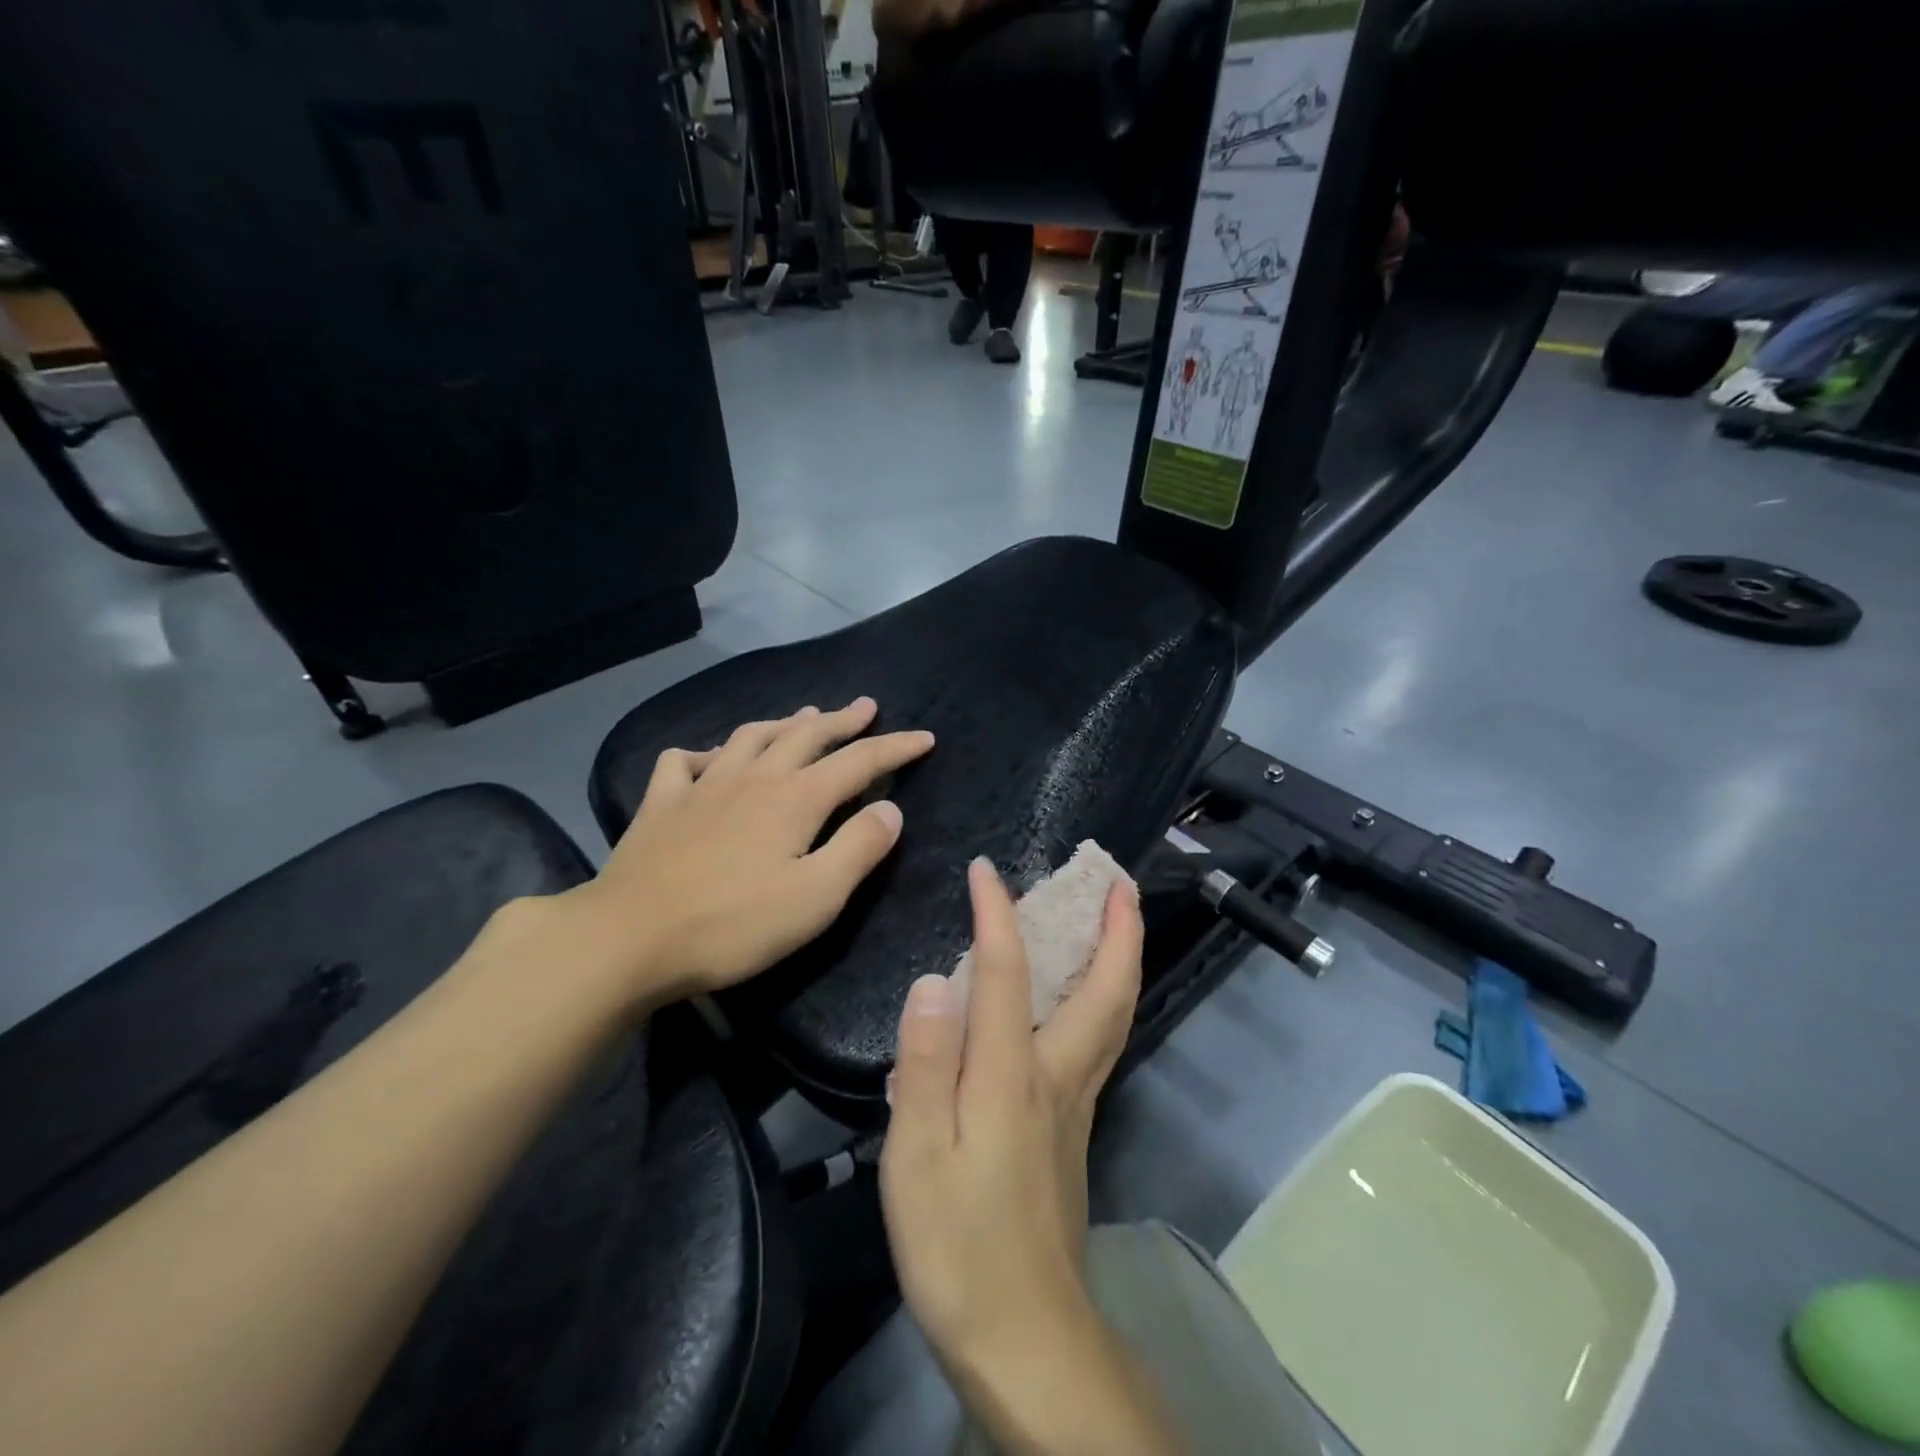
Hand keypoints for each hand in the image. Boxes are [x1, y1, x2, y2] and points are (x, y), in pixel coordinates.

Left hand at [569, 698, 934, 1009]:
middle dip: (842, 720)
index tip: (925, 738)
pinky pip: (683, 762)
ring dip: (783, 723)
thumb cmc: (733, 924)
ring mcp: (703, 786)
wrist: (629, 938)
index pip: (859, 761)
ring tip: (802, 717)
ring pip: (750, 736)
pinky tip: (708, 760)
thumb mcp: (816, 897)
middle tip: (866, 706)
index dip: (895, 748)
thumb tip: (890, 809)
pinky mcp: (661, 804)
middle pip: (806, 735)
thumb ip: (859, 848)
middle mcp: (754, 778)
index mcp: (796, 798)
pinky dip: (703, 753)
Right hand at [880, 858, 1142, 1377]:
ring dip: (1121, 957)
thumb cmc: (960, 1243)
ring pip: (1114, 1014)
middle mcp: (1059, 1075)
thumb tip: (935, 981)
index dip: (998, 913)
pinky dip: (1105, 995)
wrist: (1024, 1335)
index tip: (985, 869)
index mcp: (1014, 1075)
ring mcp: (1075, 1102)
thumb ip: (925, 1064)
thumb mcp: (918, 1156)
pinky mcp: (1073, 1127)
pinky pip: (1100, 1039)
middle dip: (1118, 928)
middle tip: (1118, 880)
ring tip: (1117, 918)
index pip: (1010, 972)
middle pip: (1107, 990)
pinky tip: (1085, 993)